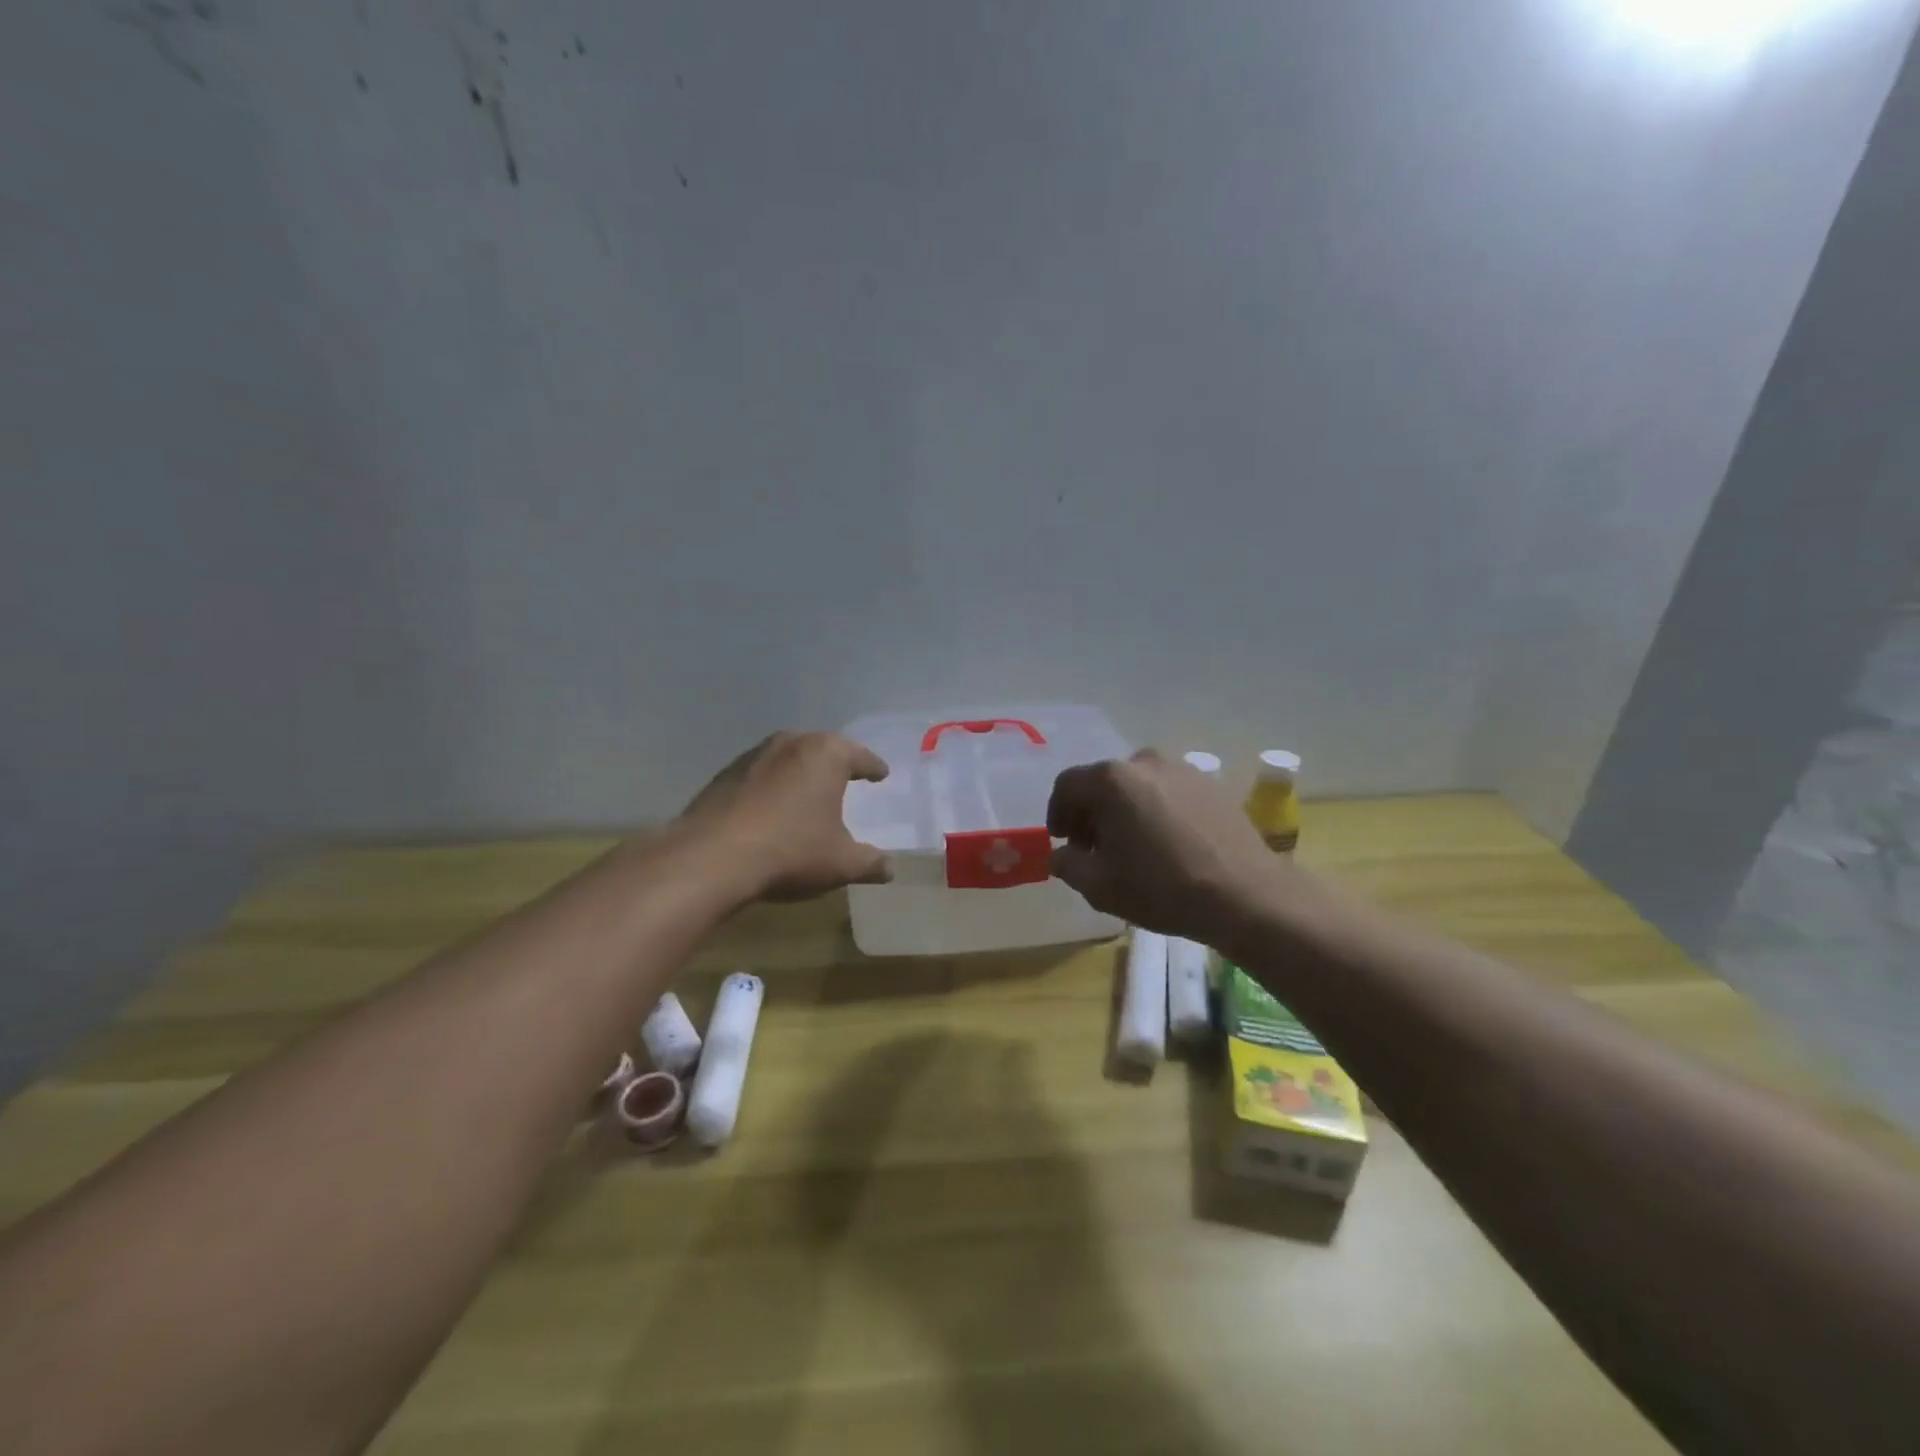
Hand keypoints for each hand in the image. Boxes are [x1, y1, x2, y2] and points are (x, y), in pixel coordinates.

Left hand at [678, 731, 893, 900]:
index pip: (860, 757)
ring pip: (787, 758)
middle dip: (835, 763)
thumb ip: (870, 863)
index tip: (880, 774)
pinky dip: (771, 787)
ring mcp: (752, 756)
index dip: (873, 767)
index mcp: (826, 755)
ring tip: (808, 792)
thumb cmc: (790, 851)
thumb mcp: (842, 863)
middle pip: (822, 749)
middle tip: (847, 777)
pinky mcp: (723, 775)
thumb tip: (889, 868)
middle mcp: (790, 744)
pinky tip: (771, 809)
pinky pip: (759, 776)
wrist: (711, 859)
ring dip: (799, 773)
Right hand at [1047, 749, 1283, 941]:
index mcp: (1112, 780)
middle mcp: (1145, 762)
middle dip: (1091, 813)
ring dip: (1124, 811)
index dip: (1057, 813)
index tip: (1062, 841)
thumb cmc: (1162, 887)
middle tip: (1094, 848)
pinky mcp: (1210, 785)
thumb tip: (1061, 855)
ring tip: (1131, 847)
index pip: (1067, 785)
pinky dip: (1155, 811)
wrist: (1245, 895)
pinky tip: (1165, 844)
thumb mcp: (1099, 886)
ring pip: (1137, 786)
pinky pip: (1168, 792)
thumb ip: (1067, 864)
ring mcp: (1182, 770)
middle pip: (1103, 782)